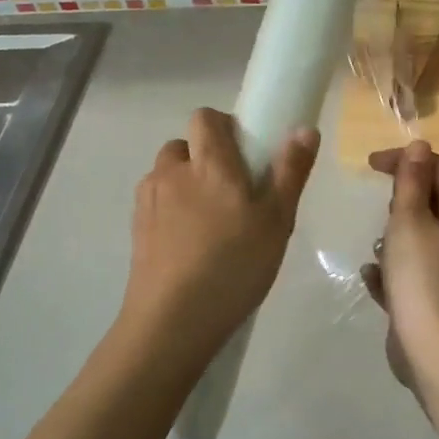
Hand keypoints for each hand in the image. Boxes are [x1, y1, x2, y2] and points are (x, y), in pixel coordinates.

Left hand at [123, 108, 318, 354]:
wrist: (173, 320)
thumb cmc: (234, 266)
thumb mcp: (277, 222)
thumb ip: (290, 172)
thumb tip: (303, 128)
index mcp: (209, 164)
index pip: (205, 118)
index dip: (224, 127)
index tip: (246, 155)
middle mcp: (172, 172)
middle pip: (184, 145)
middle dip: (205, 158)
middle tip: (233, 195)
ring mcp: (148, 201)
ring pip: (168, 175)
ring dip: (186, 184)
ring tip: (210, 224)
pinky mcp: (135, 228)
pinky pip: (156, 203)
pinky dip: (171, 211)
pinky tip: (189, 246)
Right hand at [362, 141, 438, 388]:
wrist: (435, 347)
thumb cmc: (422, 274)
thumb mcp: (411, 219)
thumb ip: (412, 181)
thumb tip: (420, 145)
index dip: (408, 159)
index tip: (371, 164)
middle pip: (430, 204)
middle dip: (401, 201)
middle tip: (383, 209)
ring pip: (416, 241)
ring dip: (393, 238)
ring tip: (377, 246)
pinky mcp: (429, 299)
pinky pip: (405, 275)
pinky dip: (388, 273)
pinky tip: (372, 278)